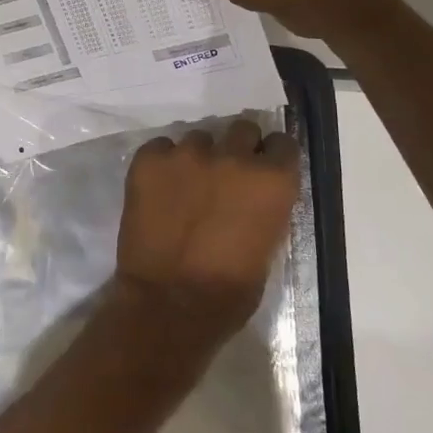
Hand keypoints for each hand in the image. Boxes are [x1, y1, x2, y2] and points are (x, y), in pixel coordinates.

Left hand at [115, 119, 301, 349]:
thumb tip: (255, 194)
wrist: (169, 304)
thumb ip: (264, 207)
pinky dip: (163, 164)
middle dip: (237, 147)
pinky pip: (161, 148)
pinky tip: (160, 190)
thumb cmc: (229, 291)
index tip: (264, 167)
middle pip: (241, 129)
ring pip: (198, 139)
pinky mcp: (149, 159)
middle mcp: (232, 156)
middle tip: (226, 174)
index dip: (272, 156)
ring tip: (187, 187)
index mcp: (271, 180)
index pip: (282, 143)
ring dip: (198, 158)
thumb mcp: (267, 247)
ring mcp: (187, 153)